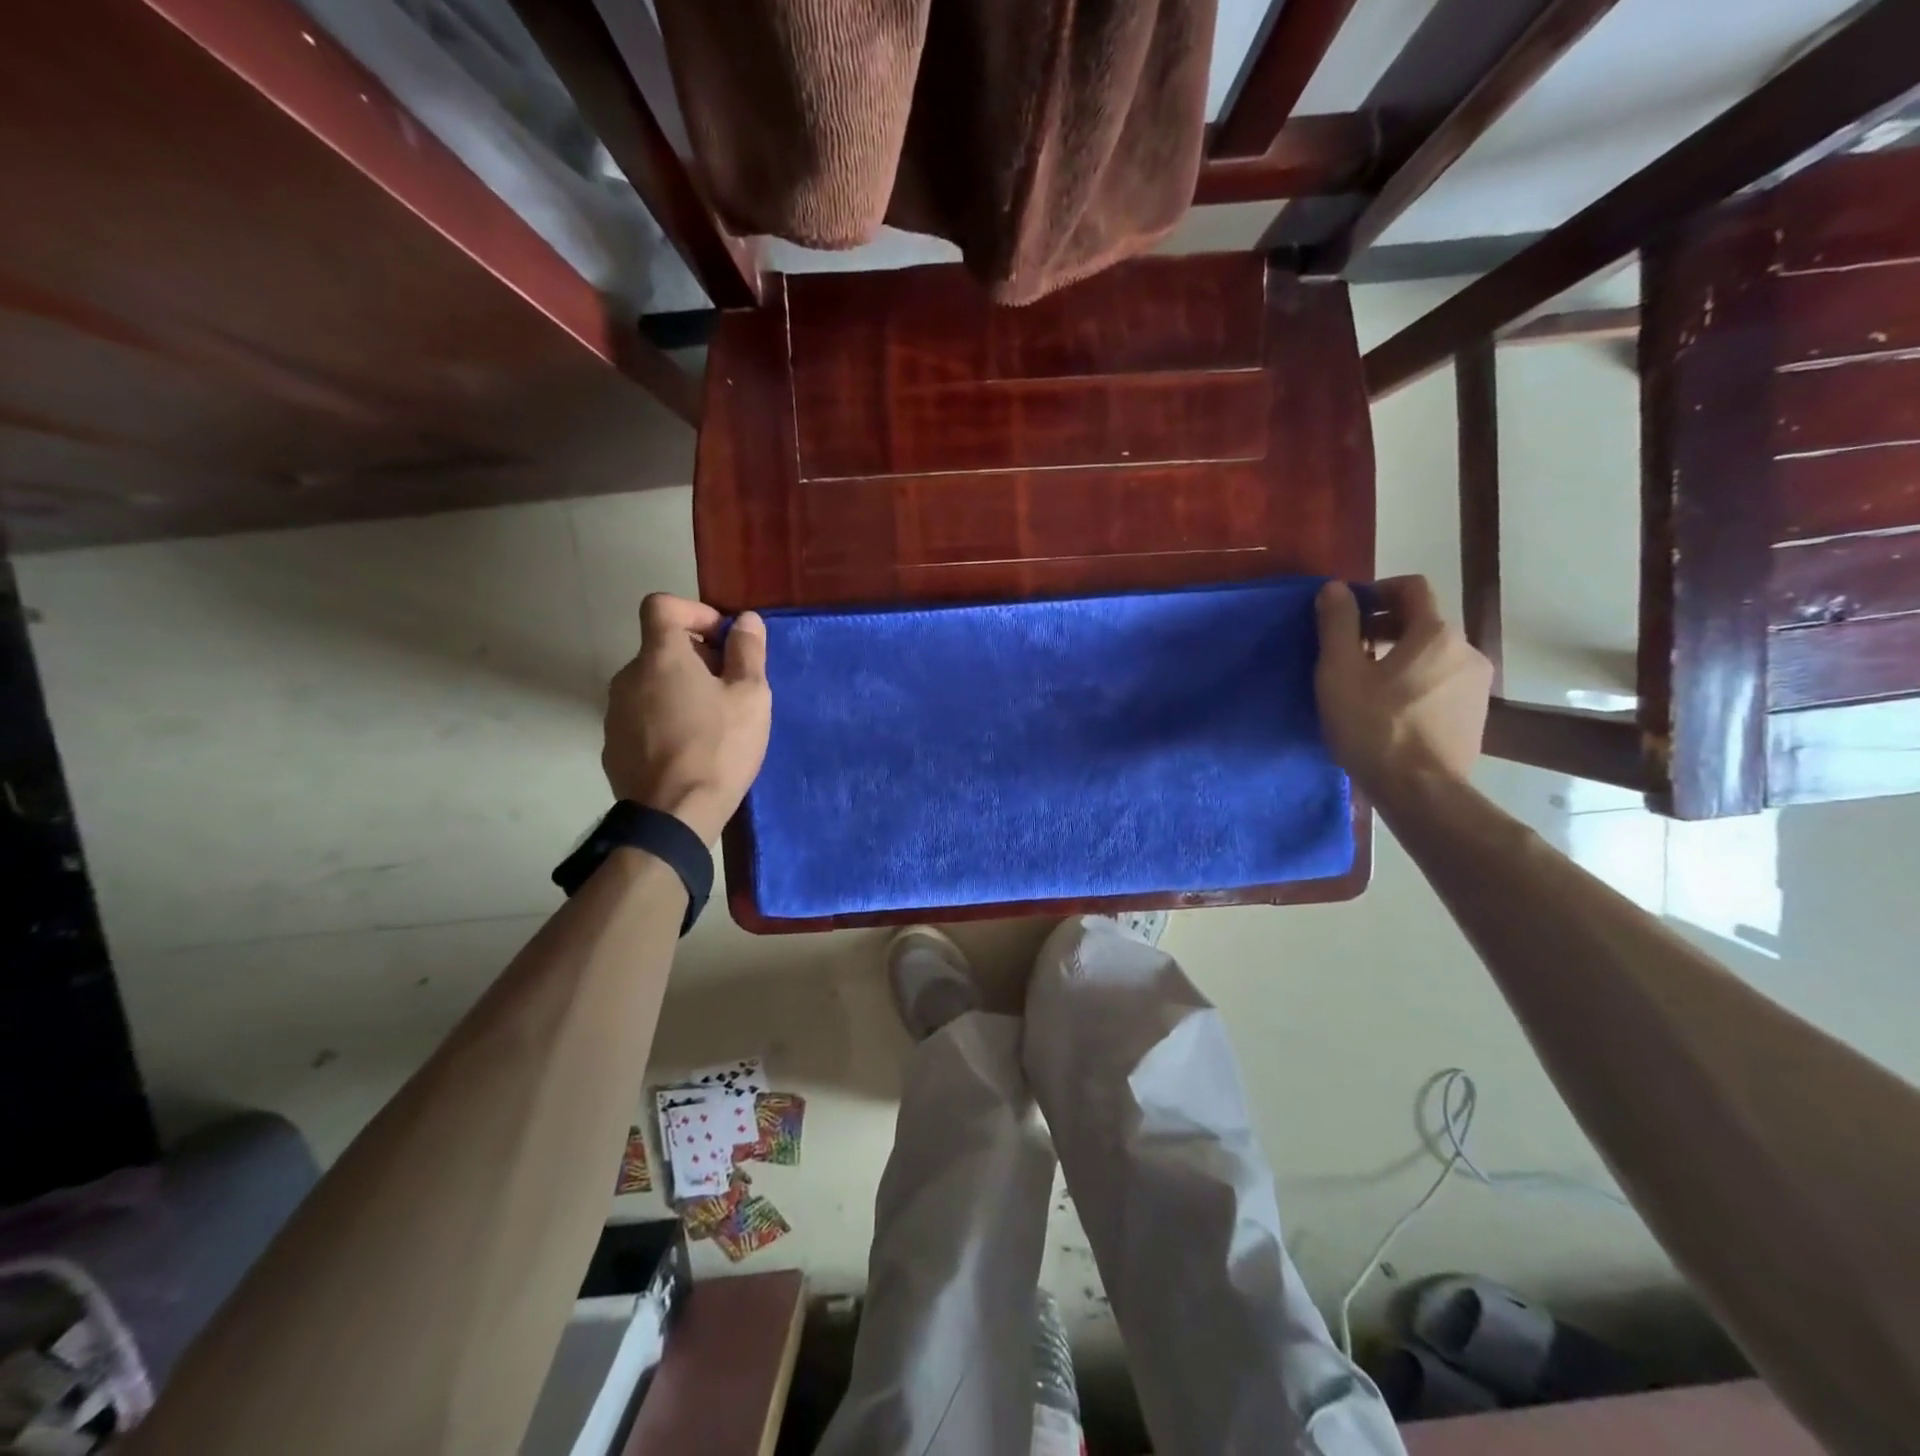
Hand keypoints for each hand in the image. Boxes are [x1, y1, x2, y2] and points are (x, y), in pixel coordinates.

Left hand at [603, 594, 771, 844]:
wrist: (673, 816)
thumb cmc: (719, 748)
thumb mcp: (750, 697)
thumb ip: (747, 651)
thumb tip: (746, 620)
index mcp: (660, 656)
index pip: (661, 606)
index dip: (694, 611)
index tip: (722, 639)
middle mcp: (628, 676)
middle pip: (660, 649)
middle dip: (696, 658)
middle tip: (730, 688)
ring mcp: (614, 713)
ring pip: (651, 685)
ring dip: (680, 691)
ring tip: (712, 724)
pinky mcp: (612, 746)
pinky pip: (641, 718)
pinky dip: (664, 720)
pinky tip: (688, 751)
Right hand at [1314, 576, 1491, 800]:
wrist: (1421, 791)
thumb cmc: (1373, 727)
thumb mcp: (1340, 672)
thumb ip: (1337, 624)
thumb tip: (1336, 588)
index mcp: (1435, 633)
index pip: (1411, 588)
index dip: (1376, 591)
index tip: (1348, 613)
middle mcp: (1466, 650)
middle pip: (1423, 622)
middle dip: (1384, 627)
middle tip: (1349, 652)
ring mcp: (1476, 684)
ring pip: (1433, 655)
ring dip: (1400, 657)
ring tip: (1367, 686)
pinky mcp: (1475, 714)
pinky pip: (1442, 683)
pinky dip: (1416, 683)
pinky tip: (1391, 712)